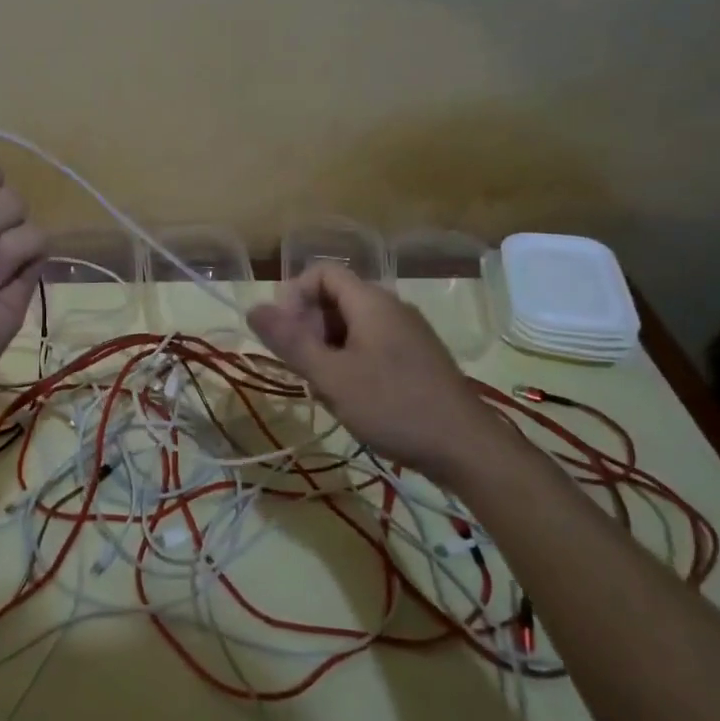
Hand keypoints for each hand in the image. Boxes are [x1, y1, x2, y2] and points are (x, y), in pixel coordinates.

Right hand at [248, 263, 504, 479]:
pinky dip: (351, 360)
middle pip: (336, 298)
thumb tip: (253, 308)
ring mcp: (409, 333)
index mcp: (371, 301)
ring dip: (328, 347)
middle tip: (301, 366)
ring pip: (353, 325)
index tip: (284, 333)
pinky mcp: (418, 358)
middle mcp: (392, 307)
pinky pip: (372, 344)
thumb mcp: (331, 376)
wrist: (466, 448)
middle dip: (309, 326)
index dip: (295, 295)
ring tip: (324, 387)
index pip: (322, 273)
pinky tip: (352, 397)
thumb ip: (290, 341)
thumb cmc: (393, 406)